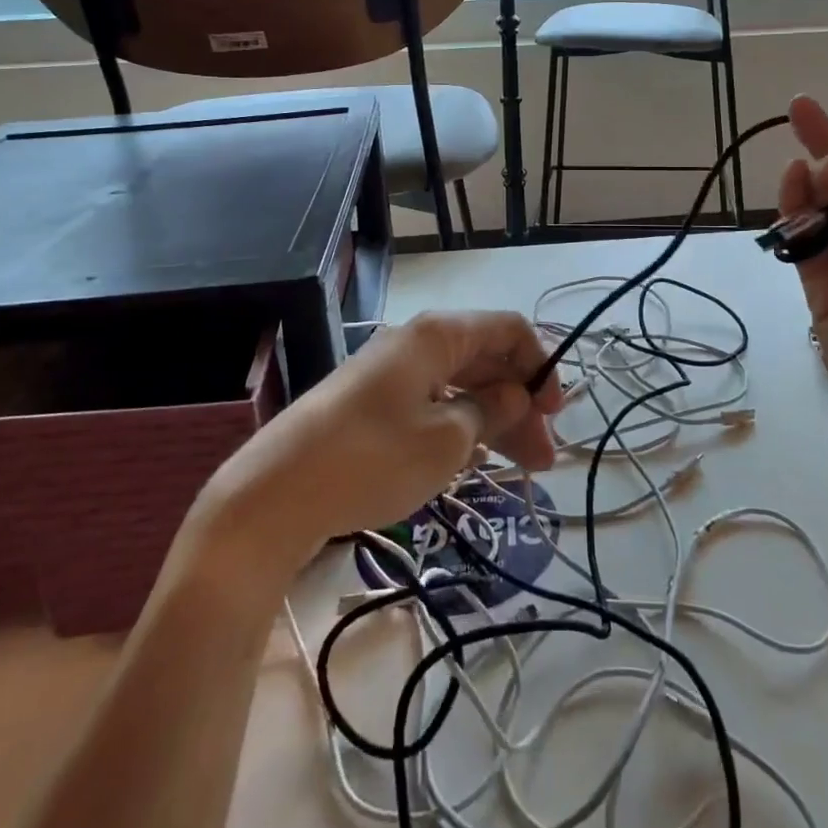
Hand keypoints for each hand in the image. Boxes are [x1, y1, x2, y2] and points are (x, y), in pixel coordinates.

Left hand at [193, 311, 561, 557]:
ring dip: (494, 420)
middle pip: (486, 359)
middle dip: (520, 403)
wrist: (272, 497)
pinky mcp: (370, 404)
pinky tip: (472, 459)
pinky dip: (459, 425)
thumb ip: (492, 412)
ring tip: (521, 468)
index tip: (555, 413)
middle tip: (543, 456)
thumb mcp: (447, 440)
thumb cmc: (372, 459)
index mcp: (437, 335)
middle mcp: (415, 342)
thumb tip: (516, 394)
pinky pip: (431, 402)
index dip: (540, 365)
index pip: (508, 329)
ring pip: (459, 385)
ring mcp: (389, 373)